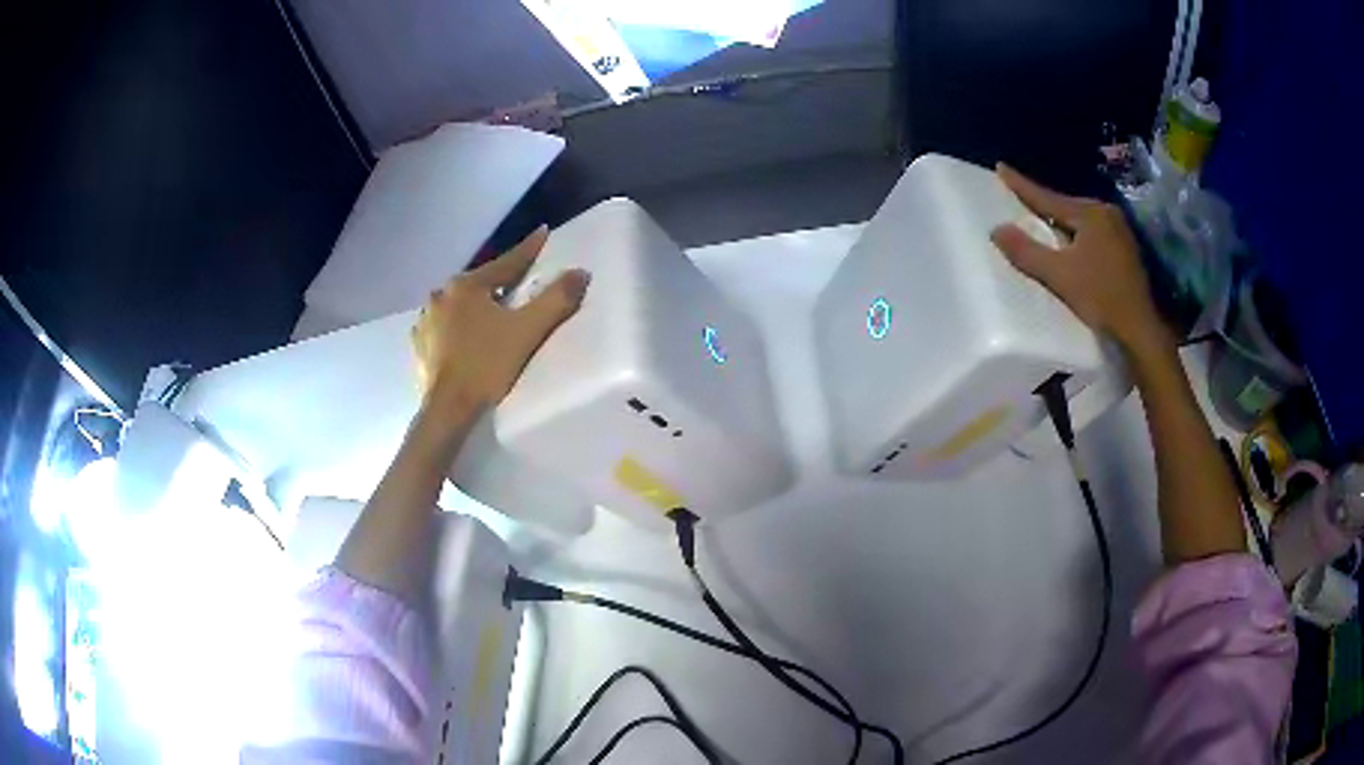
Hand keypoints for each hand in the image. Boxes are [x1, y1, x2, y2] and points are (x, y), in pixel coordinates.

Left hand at [412, 226, 588, 415]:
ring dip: (474, 305)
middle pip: (479, 283)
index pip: (506, 262)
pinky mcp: (419, 345)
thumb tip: (581, 272)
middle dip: (498, 281)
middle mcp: (441, 295)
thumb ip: (555, 299)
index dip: (529, 249)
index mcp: (466, 285)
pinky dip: (456, 326)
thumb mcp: (527, 331)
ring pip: (458, 305)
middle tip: (516, 282)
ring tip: (489, 313)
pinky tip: (462, 336)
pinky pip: (442, 326)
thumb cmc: (487, 365)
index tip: (543, 232)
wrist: (448, 409)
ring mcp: (425, 321)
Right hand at [990, 163, 1162, 349]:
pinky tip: (1070, 243)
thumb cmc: (1101, 298)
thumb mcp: (1059, 276)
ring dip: (1060, 221)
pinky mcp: (1125, 249)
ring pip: (1080, 219)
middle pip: (1065, 206)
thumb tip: (996, 230)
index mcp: (1090, 213)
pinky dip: (1076, 234)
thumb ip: (1027, 252)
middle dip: (1043, 204)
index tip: (1000, 167)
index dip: (1021, 185)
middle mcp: (1106, 213)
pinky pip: (1092, 232)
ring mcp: (1119, 230)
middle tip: (1020, 197)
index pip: (1047, 197)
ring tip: (1042, 220)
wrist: (1140, 329)